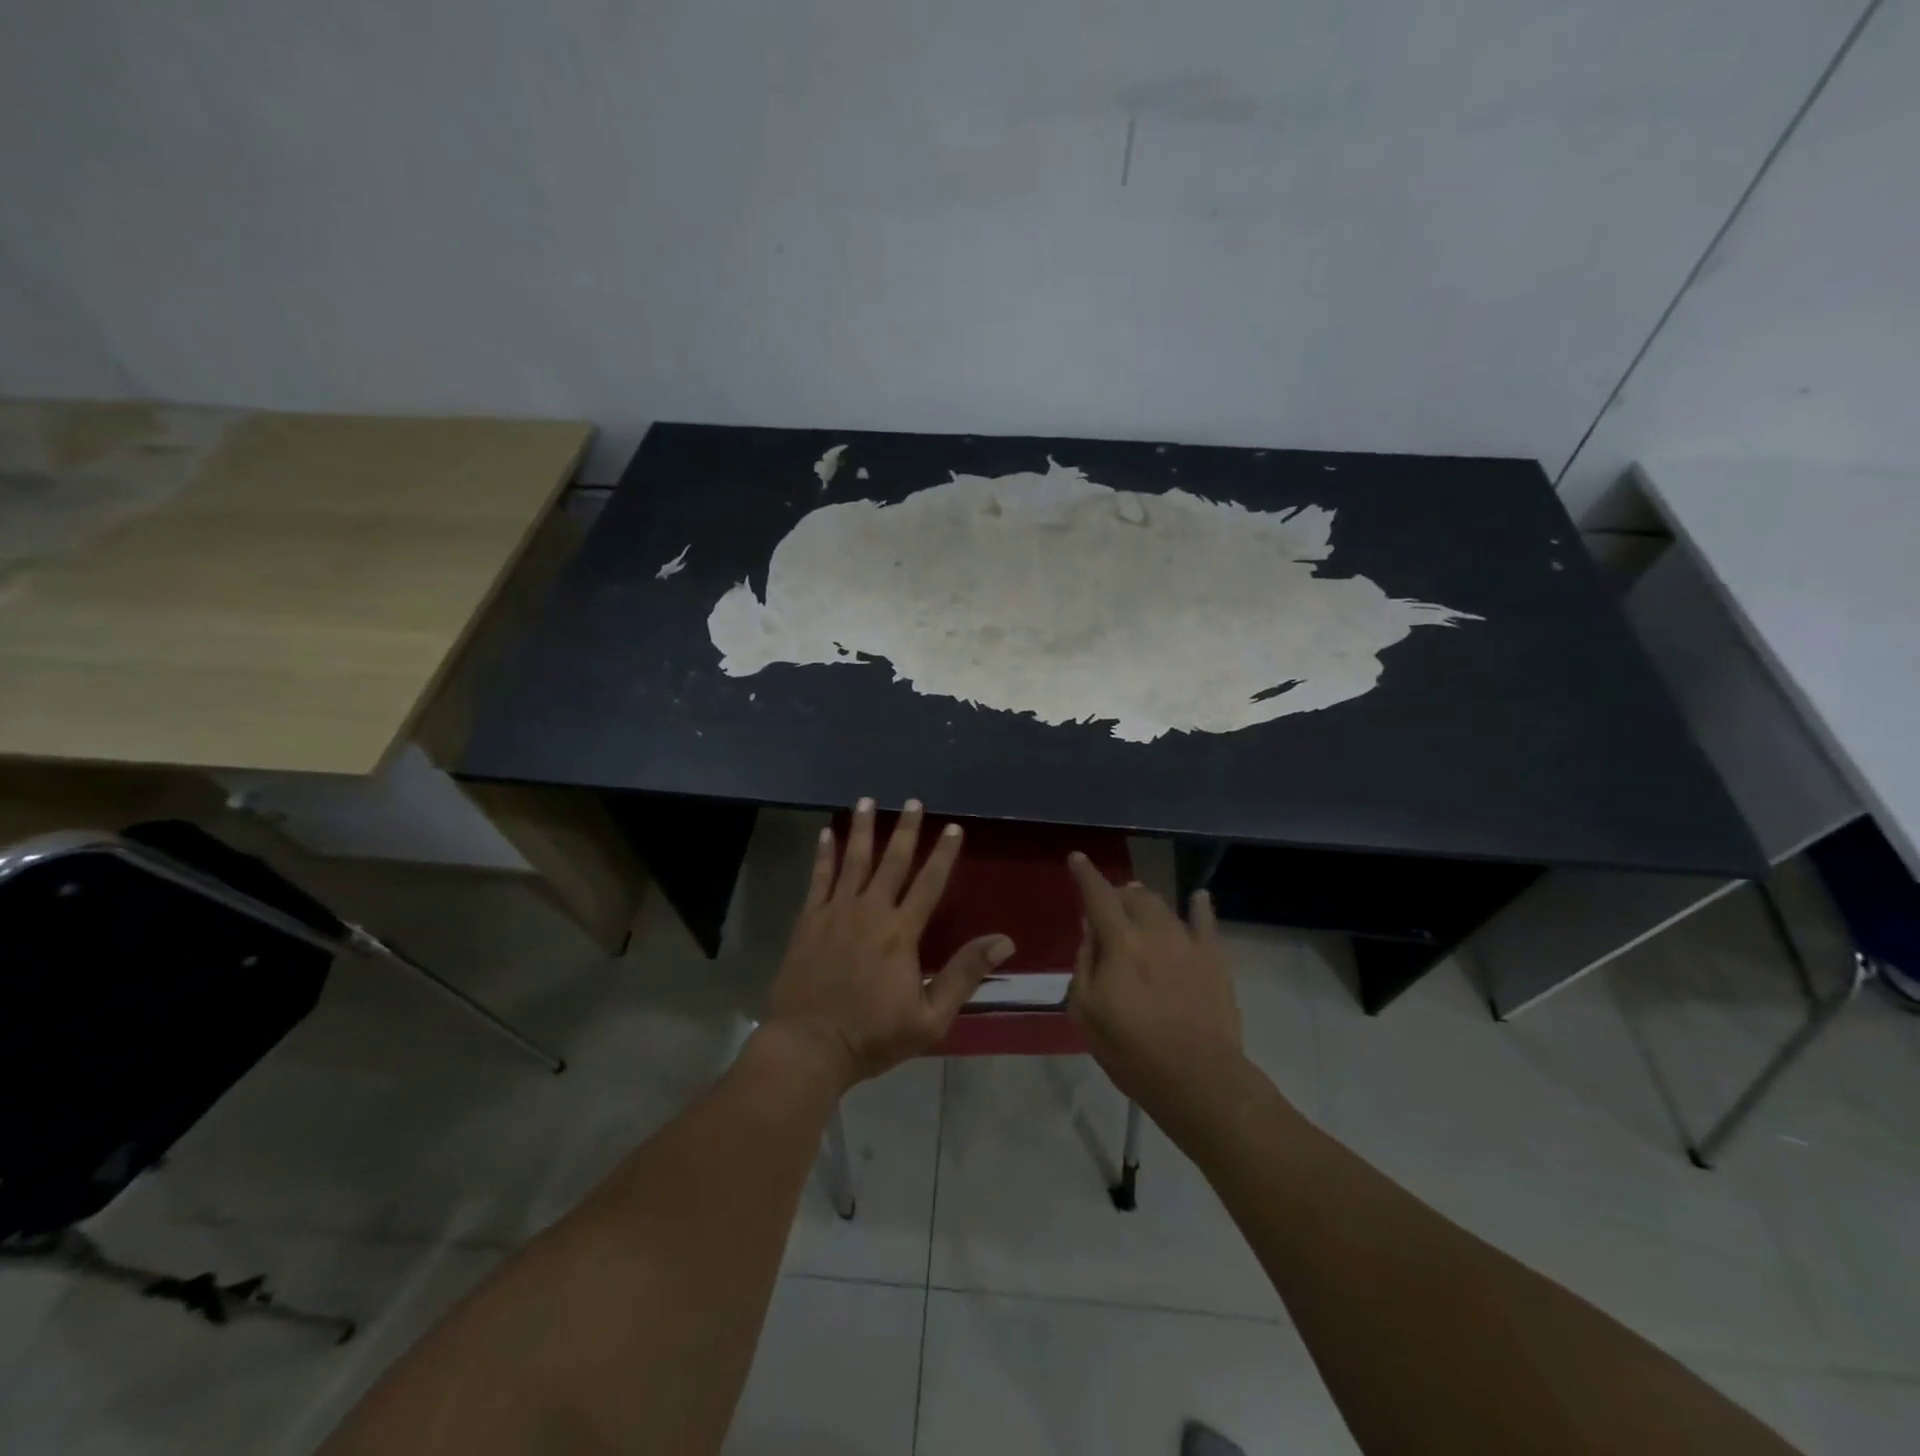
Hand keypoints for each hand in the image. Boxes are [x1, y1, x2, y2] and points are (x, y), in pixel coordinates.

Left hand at [767, 798, 1013, 1090]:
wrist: (808, 1046)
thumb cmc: (872, 1036)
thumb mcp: (930, 1017)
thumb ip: (964, 974)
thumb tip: (1004, 941)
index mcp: (901, 932)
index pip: (929, 883)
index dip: (943, 853)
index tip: (953, 827)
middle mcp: (870, 911)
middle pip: (891, 862)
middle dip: (904, 829)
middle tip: (912, 801)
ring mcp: (835, 912)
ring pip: (853, 860)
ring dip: (862, 829)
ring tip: (866, 801)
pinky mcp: (808, 920)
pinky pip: (818, 878)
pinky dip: (823, 854)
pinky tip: (827, 833)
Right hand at [1066, 855, 1242, 1113]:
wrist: (1197, 1079)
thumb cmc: (1132, 1051)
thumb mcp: (1086, 1012)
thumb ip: (1085, 964)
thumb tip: (1090, 932)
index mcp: (1120, 942)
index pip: (1098, 896)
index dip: (1086, 875)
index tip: (1077, 859)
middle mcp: (1154, 931)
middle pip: (1133, 896)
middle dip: (1116, 893)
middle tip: (1107, 904)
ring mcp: (1188, 943)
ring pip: (1163, 906)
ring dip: (1145, 900)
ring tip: (1138, 902)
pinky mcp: (1215, 960)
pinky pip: (1206, 923)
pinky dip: (1199, 906)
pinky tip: (1198, 897)